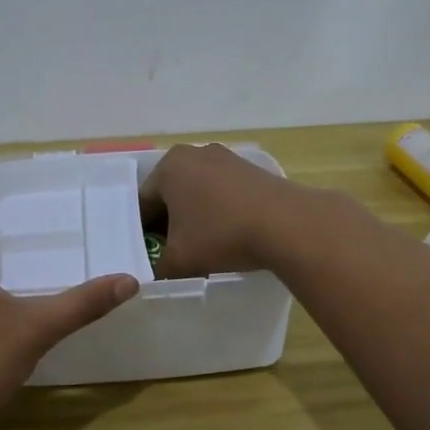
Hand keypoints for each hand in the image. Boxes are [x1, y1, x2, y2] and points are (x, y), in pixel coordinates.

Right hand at [138, 143, 310, 278]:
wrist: (288, 224)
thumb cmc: (222, 235)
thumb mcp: (179, 261)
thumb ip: (158, 269)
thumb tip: (154, 275)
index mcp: (169, 167)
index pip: (143, 203)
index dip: (142, 233)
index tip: (148, 256)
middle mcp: (195, 154)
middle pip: (171, 194)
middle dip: (169, 223)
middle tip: (171, 253)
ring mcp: (227, 158)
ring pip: (198, 193)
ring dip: (195, 218)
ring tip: (202, 247)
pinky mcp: (252, 169)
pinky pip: (223, 193)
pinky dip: (219, 212)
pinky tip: (228, 235)